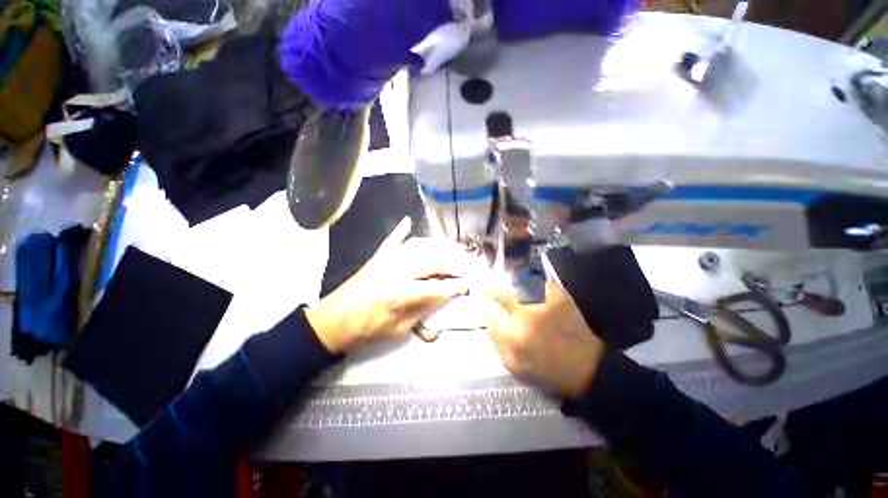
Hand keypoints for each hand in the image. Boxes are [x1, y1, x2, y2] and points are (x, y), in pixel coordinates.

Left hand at [306, 217, 471, 353]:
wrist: (332, 321)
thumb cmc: (366, 330)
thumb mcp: (398, 329)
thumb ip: (422, 311)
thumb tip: (442, 298)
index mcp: (400, 294)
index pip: (436, 288)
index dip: (454, 287)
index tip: (468, 284)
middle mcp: (395, 272)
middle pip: (430, 263)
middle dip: (451, 265)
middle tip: (465, 266)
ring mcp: (385, 261)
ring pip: (416, 248)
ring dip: (436, 246)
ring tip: (451, 245)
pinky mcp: (377, 257)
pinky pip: (391, 241)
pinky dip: (400, 231)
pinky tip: (408, 222)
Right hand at [482, 279, 604, 398]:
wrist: (587, 367)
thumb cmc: (546, 370)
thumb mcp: (513, 365)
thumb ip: (495, 339)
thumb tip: (487, 316)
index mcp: (514, 335)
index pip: (489, 310)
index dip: (484, 304)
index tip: (482, 302)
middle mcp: (527, 313)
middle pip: (500, 292)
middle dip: (491, 290)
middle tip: (488, 290)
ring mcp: (544, 301)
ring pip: (517, 282)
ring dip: (507, 283)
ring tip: (504, 285)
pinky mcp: (558, 295)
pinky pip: (537, 280)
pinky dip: (527, 280)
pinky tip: (525, 284)